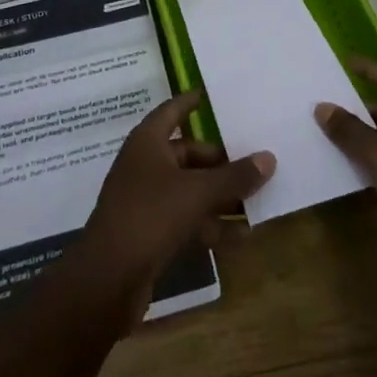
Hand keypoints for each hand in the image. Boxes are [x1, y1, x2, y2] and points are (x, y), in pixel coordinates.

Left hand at [77, 90, 275, 299]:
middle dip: (219, 161)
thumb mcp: (198, 193)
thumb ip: (234, 176)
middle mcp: (144, 165)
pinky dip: (209, 224)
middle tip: (252, 164)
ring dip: (218, 196)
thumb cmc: (150, 216)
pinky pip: (185, 219)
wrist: (107, 280)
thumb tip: (269, 158)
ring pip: (188, 189)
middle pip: (186, 154)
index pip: (171, 111)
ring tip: (255, 201)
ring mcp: (145, 200)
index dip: (190, 102)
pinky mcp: (148, 234)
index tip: (210, 95)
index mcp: (147, 142)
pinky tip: (240, 237)